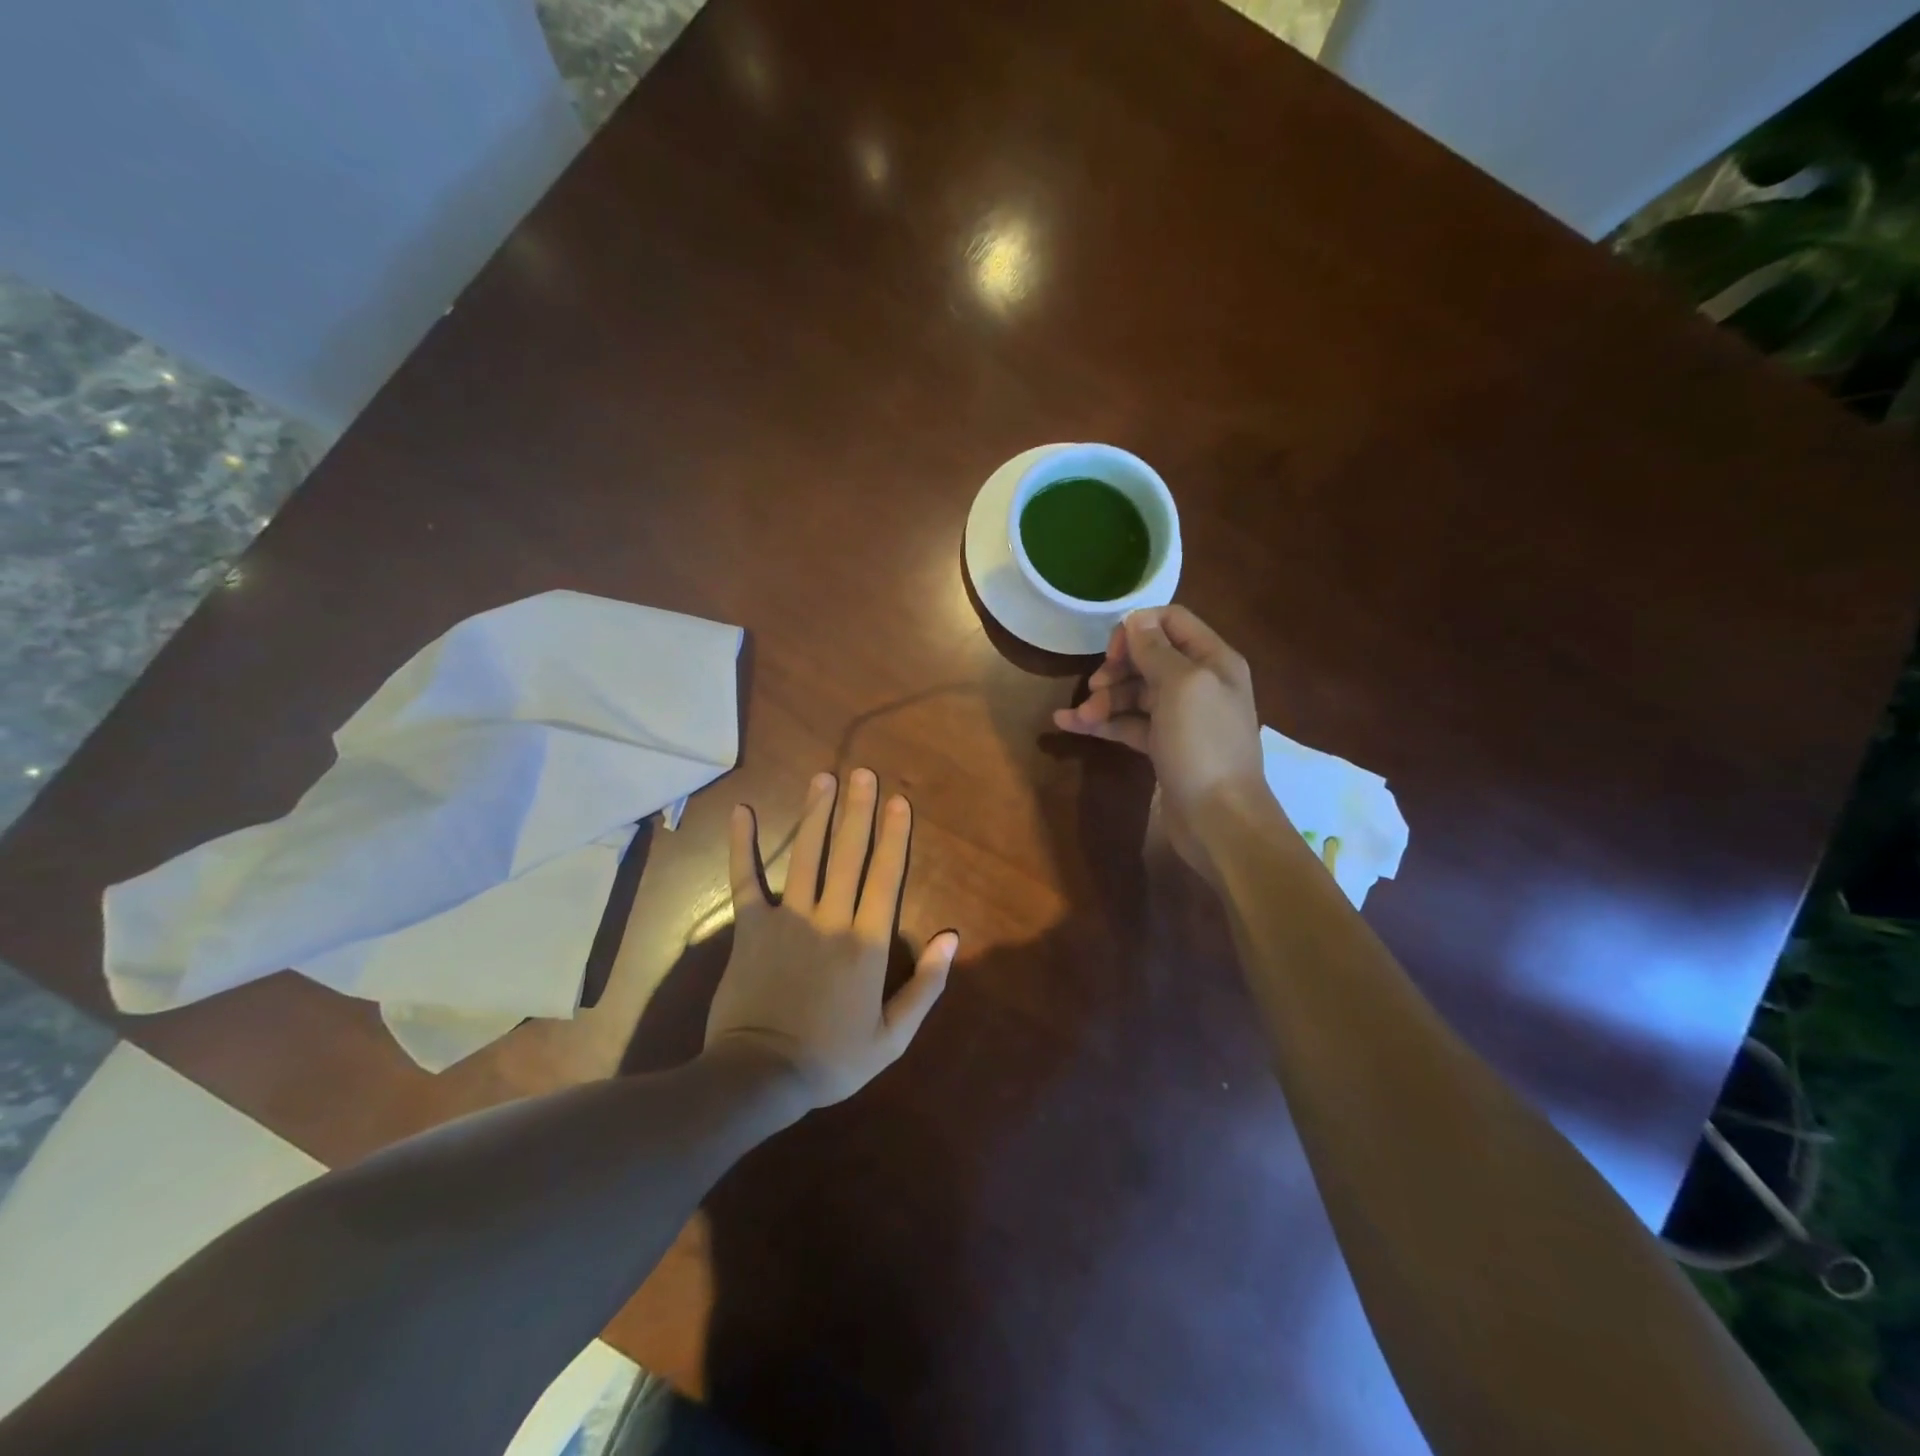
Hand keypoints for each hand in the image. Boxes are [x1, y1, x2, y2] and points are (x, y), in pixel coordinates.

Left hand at [705, 768, 957, 1109]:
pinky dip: (743, 845)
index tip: (899, 801)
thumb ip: (926, 985)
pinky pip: (746, 878)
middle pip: (849, 855)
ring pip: (806, 855)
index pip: (885, 877)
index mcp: (867, 943)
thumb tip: (951, 937)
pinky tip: (743, 811)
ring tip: (823, 778)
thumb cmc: (831, 1060)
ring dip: (816, 814)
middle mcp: (831, 918)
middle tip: (863, 774)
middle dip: (858, 811)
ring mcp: (788, 918)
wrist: (760, 1077)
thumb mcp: (893, 1036)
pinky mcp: (751, 927)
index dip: (894, 836)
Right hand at [1052, 605, 1268, 880]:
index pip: (1171, 621)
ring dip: (1104, 699)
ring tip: (1080, 717)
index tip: (1113, 652)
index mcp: (1213, 660)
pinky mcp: (1164, 747)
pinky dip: (1102, 723)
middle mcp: (1199, 683)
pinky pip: (1128, 724)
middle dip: (1116, 669)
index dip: (1137, 629)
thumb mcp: (1182, 686)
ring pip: (1134, 694)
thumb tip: (1135, 619)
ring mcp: (1181, 718)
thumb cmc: (1203, 745)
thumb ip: (1156, 649)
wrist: (1219, 820)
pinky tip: (1068, 724)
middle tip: (1094, 687)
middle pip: (1148, 658)